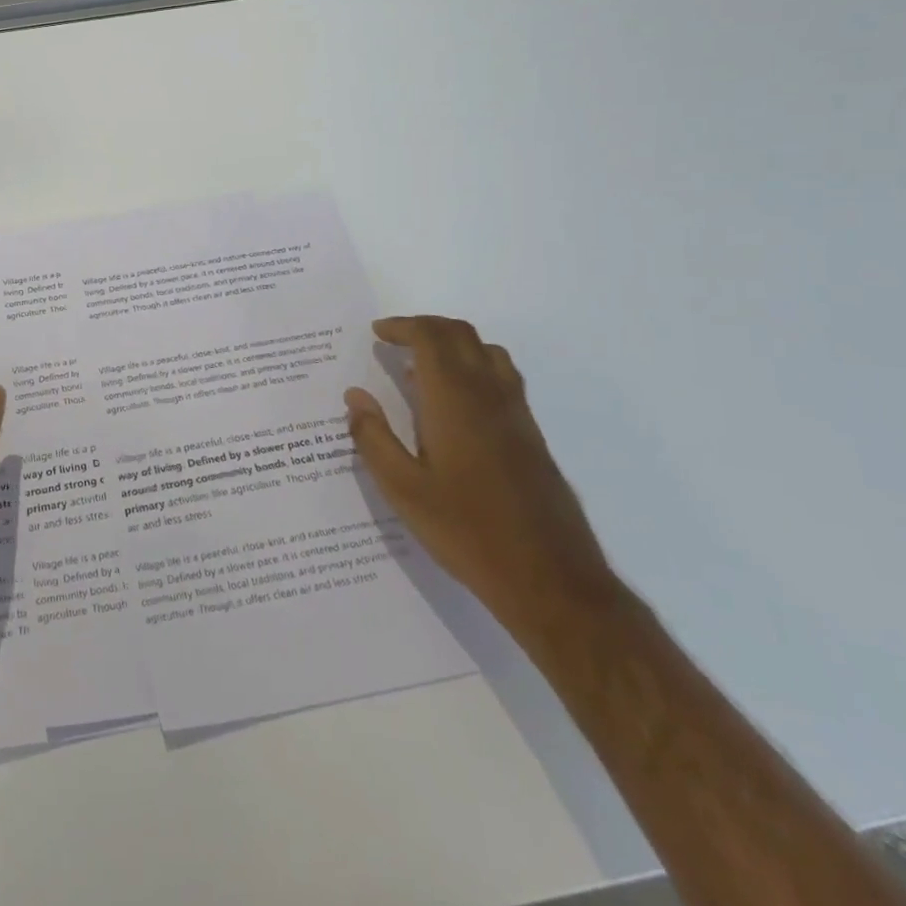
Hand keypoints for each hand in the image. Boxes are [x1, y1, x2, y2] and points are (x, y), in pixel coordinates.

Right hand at [344, 316, 617, 645]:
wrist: (550, 579)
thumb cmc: (466, 531)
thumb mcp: (403, 490)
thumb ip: (373, 438)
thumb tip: (355, 397)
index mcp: (454, 401)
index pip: (430, 338)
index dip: (402, 326)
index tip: (377, 332)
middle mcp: (489, 395)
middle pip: (461, 334)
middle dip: (425, 327)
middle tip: (393, 340)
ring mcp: (516, 413)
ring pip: (486, 351)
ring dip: (452, 344)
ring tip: (420, 366)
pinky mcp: (531, 435)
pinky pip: (501, 377)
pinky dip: (472, 366)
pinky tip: (453, 405)